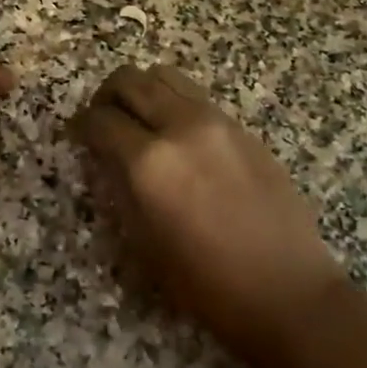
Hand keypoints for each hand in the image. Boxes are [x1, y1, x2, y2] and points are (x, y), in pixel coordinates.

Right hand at [69, 65, 346, 361]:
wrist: (288, 291)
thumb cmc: (207, 283)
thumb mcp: (145, 244)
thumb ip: (120, 189)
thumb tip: (106, 158)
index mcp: (150, 162)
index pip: (101, 120)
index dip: (81, 126)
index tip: (78, 136)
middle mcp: (181, 127)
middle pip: (130, 80)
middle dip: (107, 95)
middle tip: (103, 120)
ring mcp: (217, 122)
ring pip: (166, 76)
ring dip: (143, 90)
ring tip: (140, 120)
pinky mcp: (243, 128)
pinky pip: (196, 96)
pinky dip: (175, 103)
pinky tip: (178, 137)